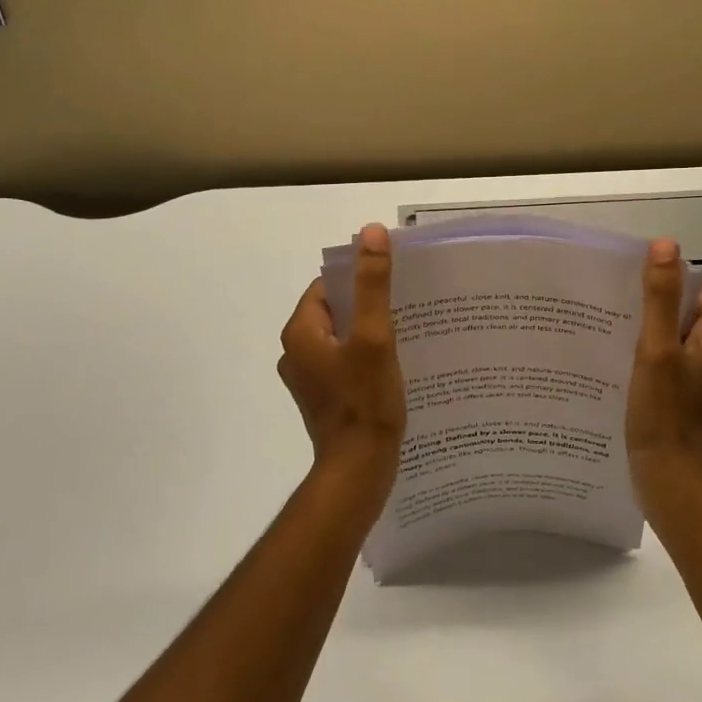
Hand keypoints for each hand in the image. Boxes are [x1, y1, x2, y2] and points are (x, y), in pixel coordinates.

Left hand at [279, 224, 407, 510]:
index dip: (358, 279)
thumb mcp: (374, 335)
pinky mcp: (324, 398)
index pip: (327, 287)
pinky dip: (365, 356)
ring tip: (405, 331)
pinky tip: (394, 363)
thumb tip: (370, 232)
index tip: (392, 281)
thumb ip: (372, 284)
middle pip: (335, 311)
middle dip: (367, 305)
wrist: (359, 470)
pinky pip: (344, 362)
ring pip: (341, 338)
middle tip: (405, 304)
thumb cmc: (365, 401)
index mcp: (300, 332)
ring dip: (368, 331)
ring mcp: (309, 378)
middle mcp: (296, 352)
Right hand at [626, 237, 701, 518]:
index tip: (633, 277)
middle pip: (686, 313)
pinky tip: (617, 362)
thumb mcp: (657, 349)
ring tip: (609, 327)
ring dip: (647, 331)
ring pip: (674, 340)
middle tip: (613, 300)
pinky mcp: (686, 401)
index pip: (701, 289)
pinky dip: (646, 358)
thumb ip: (660, 298)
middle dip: (653, 303)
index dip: (671, 278)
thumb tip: (666, 245)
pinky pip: (668, 365)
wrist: (671, 483)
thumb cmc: (665, 414)